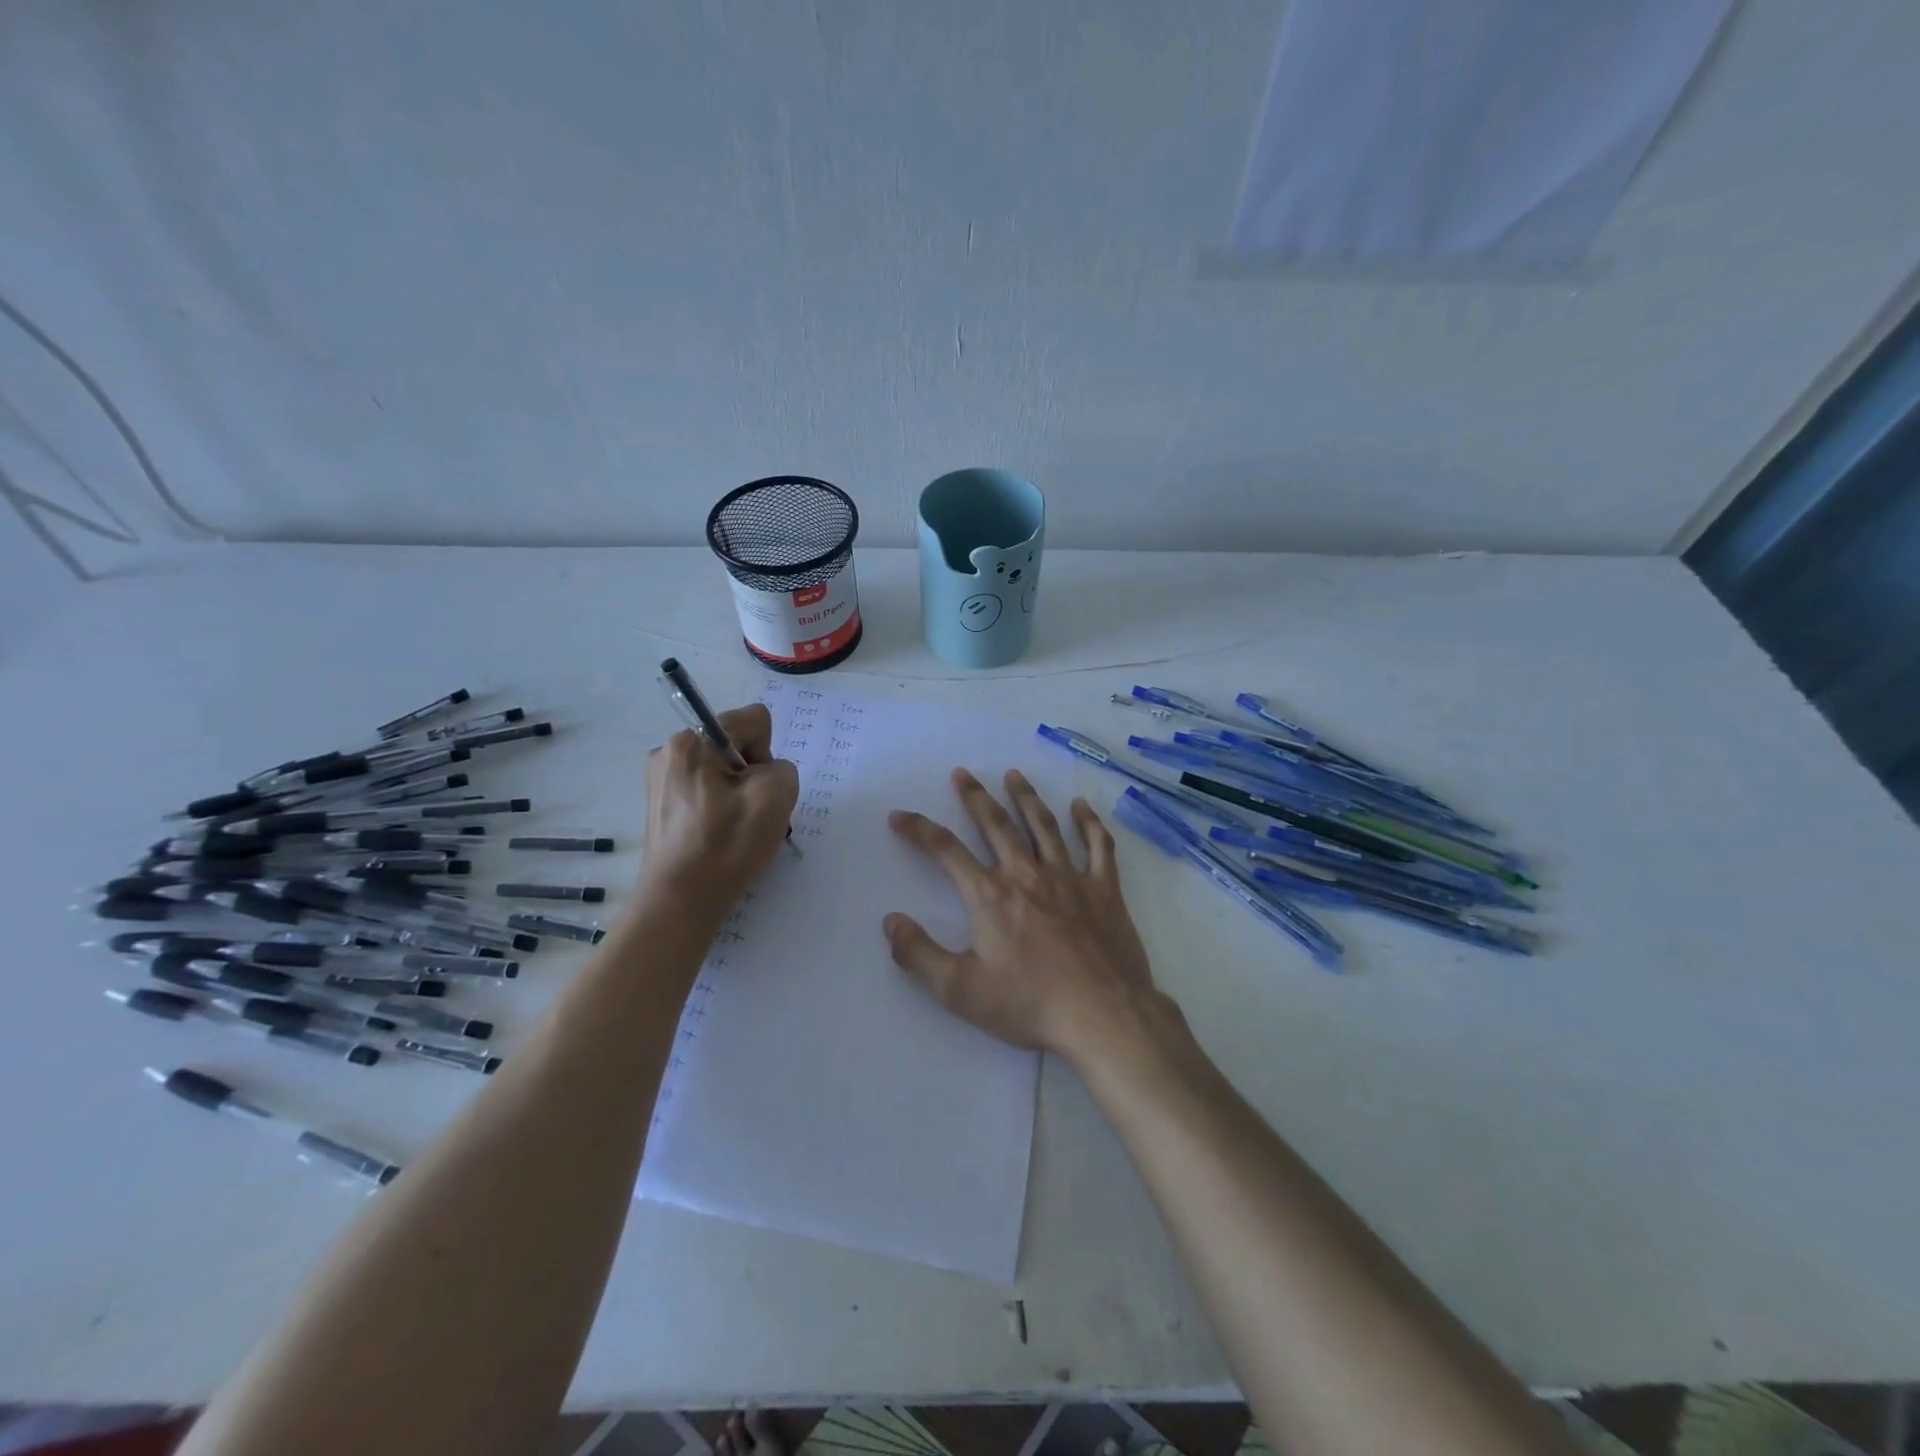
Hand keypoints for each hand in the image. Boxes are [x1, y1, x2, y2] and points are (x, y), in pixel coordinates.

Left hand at [642, 702, 798, 918]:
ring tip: (733, 829)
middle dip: (751, 774)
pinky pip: (704, 789)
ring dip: (737, 793)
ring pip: (722, 770)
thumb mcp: (776, 797)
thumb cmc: (726, 846)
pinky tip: (717, 835)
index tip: (757, 791)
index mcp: (692, 741)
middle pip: (735, 745)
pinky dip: (718, 807)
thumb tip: (764, 775)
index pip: (754, 721)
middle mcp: (669, 751)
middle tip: (749, 814)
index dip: (767, 754)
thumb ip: (782, 768)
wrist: (679, 902)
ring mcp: (660, 778)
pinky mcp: (659, 803)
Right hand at [884, 768, 1155, 1061]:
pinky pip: (1098, 846)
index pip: (946, 851)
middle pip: (996, 824)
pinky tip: (1081, 806)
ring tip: (1013, 774)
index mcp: (991, 896)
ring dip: (1026, 797)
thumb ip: (919, 955)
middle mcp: (1027, 875)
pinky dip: (1089, 823)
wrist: (1103, 1016)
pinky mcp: (1104, 890)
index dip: (919, 830)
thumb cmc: (1030, 1004)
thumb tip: (891, 921)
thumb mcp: (961, 991)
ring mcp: (1069, 878)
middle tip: (962, 773)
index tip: (900, 815)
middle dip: (975, 797)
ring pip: (1044, 826)